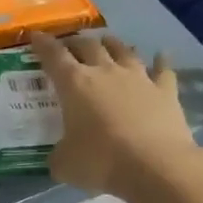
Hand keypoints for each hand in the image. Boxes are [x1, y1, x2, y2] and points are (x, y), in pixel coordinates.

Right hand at [28, 32, 202, 197]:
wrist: (155, 167)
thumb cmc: (100, 162)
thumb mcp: (64, 164)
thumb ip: (58, 154)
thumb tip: (59, 156)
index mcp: (75, 84)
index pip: (54, 56)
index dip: (43, 45)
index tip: (36, 36)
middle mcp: (105, 72)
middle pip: (89, 46)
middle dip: (76, 42)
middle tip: (70, 45)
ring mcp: (139, 78)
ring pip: (123, 50)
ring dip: (113, 44)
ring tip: (107, 43)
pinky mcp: (166, 91)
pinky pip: (163, 69)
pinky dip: (160, 61)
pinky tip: (161, 55)